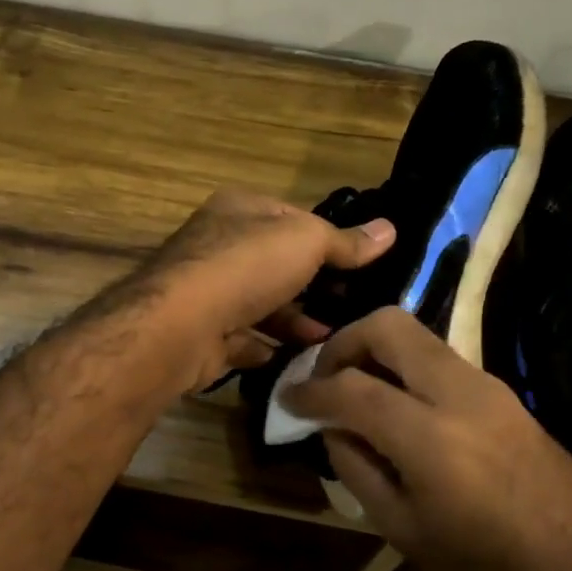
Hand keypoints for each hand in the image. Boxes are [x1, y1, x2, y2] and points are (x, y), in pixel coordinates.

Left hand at [138, 189, 395, 391]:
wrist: (181, 325)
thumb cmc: (246, 266)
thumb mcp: (306, 241)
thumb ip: (345, 241)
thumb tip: (390, 230)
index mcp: (239, 210)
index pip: (292, 218)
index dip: (327, 239)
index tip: (362, 266)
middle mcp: (219, 246)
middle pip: (278, 265)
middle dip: (315, 287)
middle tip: (355, 308)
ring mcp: (208, 292)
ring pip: (263, 305)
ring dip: (298, 322)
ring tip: (334, 338)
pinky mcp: (204, 334)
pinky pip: (245, 340)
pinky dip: (270, 348)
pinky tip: (300, 360)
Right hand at [283, 307, 571, 570]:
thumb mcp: (406, 532)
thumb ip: (358, 470)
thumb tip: (332, 428)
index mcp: (430, 438)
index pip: (351, 388)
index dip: (310, 390)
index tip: (288, 399)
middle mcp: (459, 394)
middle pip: (389, 325)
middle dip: (345, 341)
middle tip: (324, 378)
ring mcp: (487, 386)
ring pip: (417, 336)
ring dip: (376, 352)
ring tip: (354, 392)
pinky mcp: (503, 392)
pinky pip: (440, 360)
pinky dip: (405, 368)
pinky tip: (395, 405)